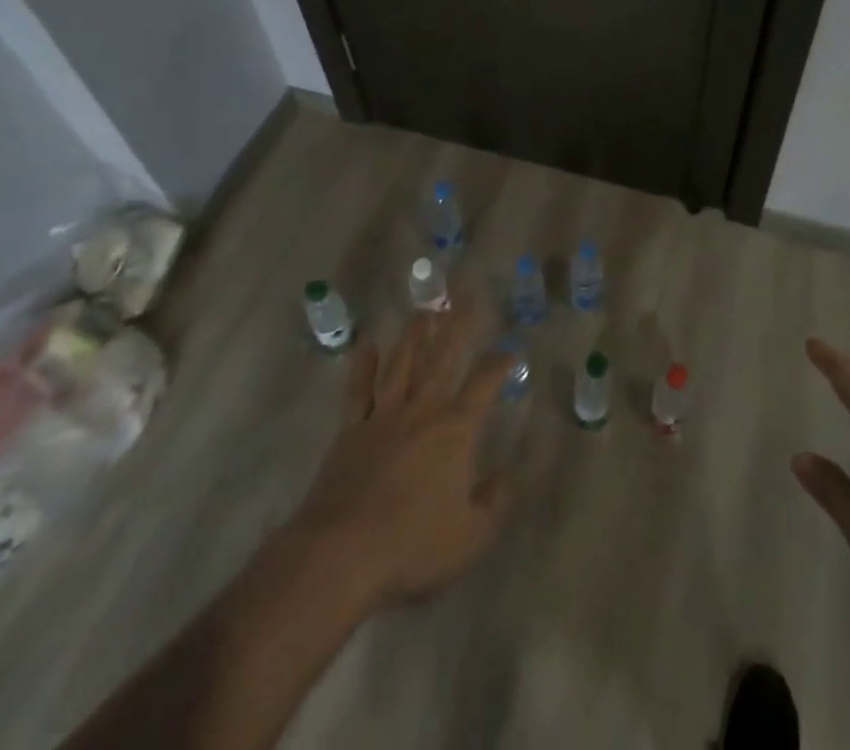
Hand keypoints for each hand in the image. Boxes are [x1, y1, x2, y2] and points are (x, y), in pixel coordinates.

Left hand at [276, 299, 512, 615]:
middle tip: (465, 295)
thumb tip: (505, 476)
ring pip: (402, 364)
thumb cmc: (412, 545)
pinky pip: (358, 390)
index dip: (499, 364)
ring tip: (424, 311)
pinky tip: (368, 346)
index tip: (509, 352)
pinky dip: (363, 366)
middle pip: (443, 357)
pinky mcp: (350, 431)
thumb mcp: (470, 536)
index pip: (484, 383)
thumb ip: (493, 503)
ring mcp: (383, 417)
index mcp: (455, 429)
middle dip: (457, 325)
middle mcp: (422, 411)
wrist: (340, 555)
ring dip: (414, 336)